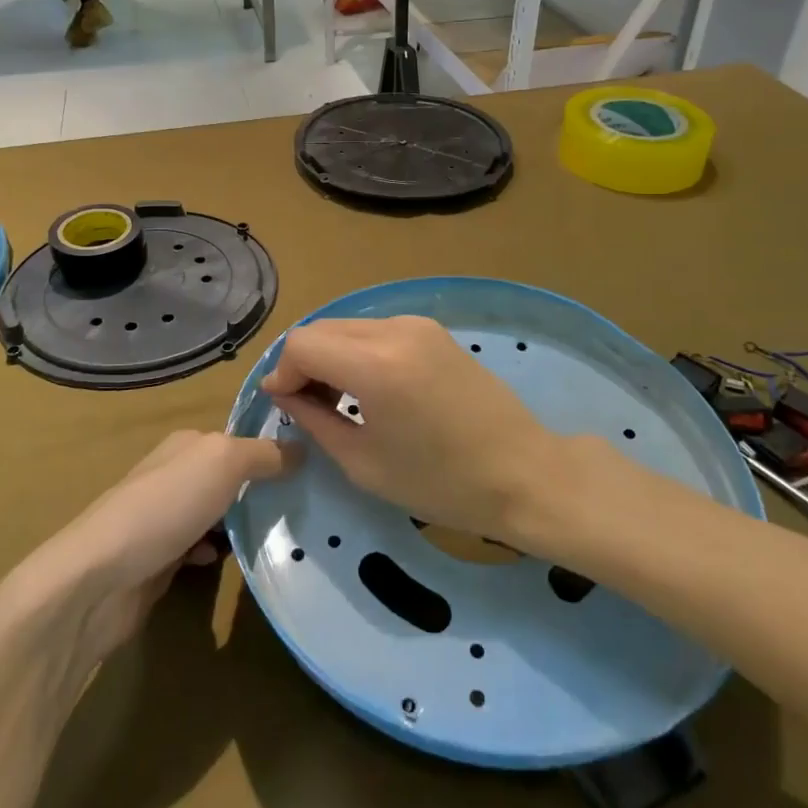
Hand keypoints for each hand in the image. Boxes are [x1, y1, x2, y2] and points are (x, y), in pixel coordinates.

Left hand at [32, 431, 293, 665]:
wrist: (99, 578)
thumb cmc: (165, 506)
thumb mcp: (224, 462)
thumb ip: (264, 453)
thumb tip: (301, 449)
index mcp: (187, 443)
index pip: (239, 439)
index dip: (271, 452)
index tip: (308, 471)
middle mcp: (174, 473)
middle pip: (228, 478)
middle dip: (258, 491)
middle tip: (299, 508)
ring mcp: (163, 517)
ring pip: (216, 514)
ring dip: (239, 524)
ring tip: (273, 536)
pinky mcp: (157, 558)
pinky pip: (199, 548)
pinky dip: (215, 553)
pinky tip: (225, 562)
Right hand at [261, 316, 593, 553]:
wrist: (523, 473)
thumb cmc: (442, 482)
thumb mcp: (364, 462)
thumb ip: (315, 420)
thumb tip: (285, 394)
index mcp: (376, 364)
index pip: (302, 345)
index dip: (283, 374)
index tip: (285, 408)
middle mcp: (395, 330)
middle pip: (322, 329)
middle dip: (304, 364)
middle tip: (307, 408)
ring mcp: (418, 325)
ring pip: (348, 327)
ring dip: (330, 356)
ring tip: (338, 402)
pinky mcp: (434, 331)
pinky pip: (376, 331)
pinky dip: (358, 352)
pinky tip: (369, 389)